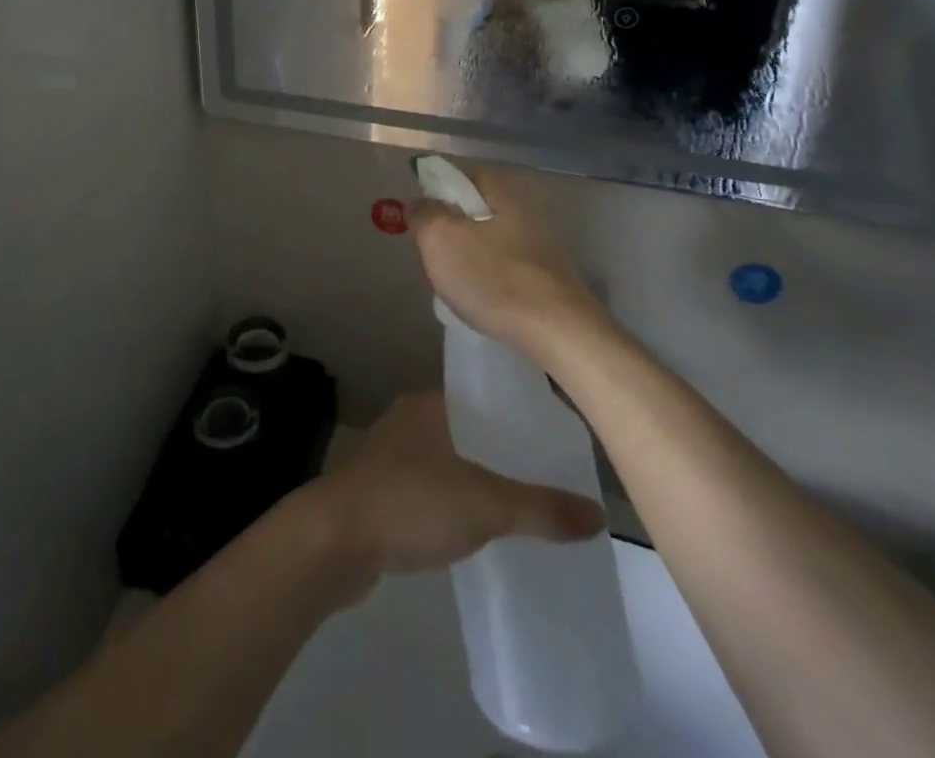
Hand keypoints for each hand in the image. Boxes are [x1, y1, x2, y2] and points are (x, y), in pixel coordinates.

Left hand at [311, 393, 603, 598]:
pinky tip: (478, 525)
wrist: (334, 540)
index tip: (555, 432)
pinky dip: (455, 500)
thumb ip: (540, 508)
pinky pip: (431, 487)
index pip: (484, 394)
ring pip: (449, 458)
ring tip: (522, 500)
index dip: (518, 410)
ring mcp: (391, 454)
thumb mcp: (485, 504)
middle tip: (550, 473)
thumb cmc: (410, 502)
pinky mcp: (381, 490)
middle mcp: (410, 419)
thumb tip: (600, 515)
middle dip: (504, 448)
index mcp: (430, 402)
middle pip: (469, 427)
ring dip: (478, 475)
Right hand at [409, 164, 607, 353]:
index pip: (456, 176)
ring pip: (488, 239)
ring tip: (456, 285)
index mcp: (501, 186)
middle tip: (434, 258)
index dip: (434, 196)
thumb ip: (424, 213)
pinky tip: (484, 301)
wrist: (560, 332)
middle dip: (450, 231)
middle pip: (472, 209)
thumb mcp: (440, 240)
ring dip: (469, 258)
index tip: (422, 225)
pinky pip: (506, 266)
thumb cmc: (493, 278)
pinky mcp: (549, 273)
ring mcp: (542, 240)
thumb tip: (422, 203)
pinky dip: (490, 278)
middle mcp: (525, 204)